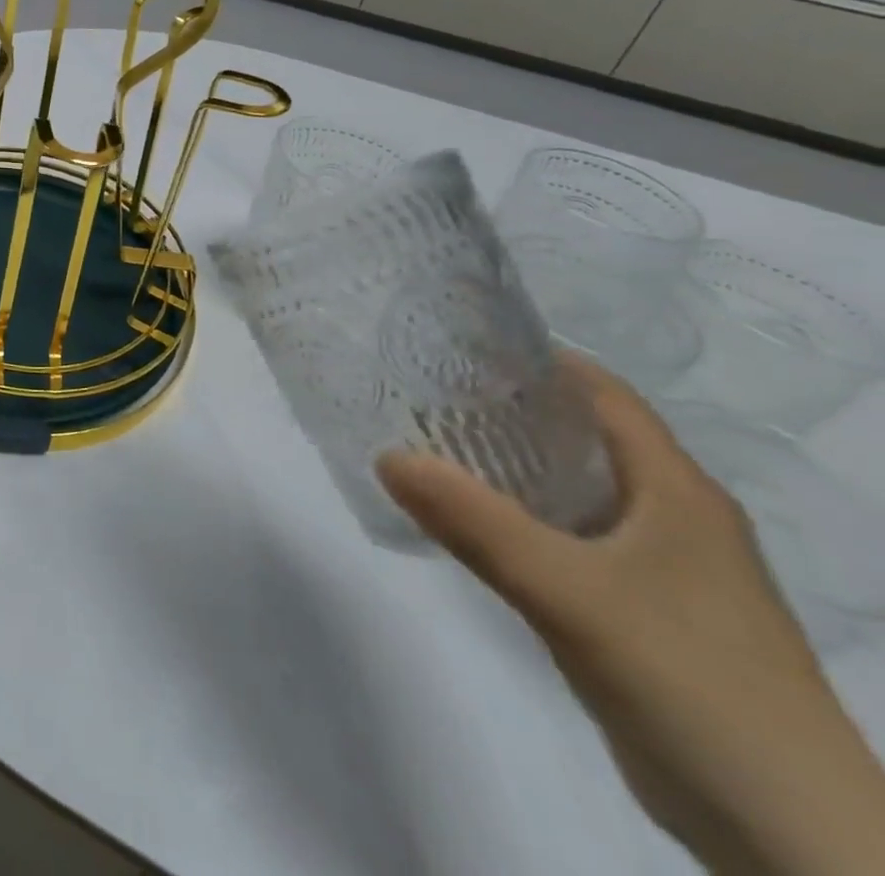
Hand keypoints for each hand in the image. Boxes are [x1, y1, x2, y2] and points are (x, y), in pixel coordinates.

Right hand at [379, 356, 884, 875]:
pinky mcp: (646, 614)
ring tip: (435, 448)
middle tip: (427, 394)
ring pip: (575, 492)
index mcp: (677, 491)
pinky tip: (475, 525)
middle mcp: (676, 518)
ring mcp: (665, 570)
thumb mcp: (567, 591)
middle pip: (585, 439)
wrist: (789, 835)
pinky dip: (523, 519)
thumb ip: (474, 521)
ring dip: (511, 468)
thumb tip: (386, 456)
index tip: (458, 347)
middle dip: (509, 411)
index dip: (537, 361)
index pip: (604, 394)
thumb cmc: (689, 678)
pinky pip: (572, 540)